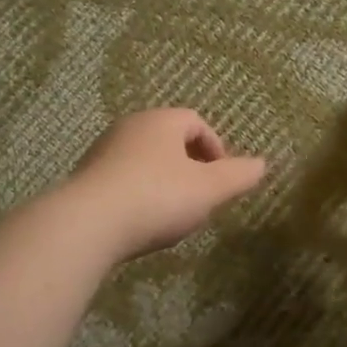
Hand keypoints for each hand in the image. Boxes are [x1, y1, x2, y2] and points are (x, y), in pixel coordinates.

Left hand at [65, 108, 267, 260]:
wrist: (87, 224)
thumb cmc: (157, 198)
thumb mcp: (209, 190)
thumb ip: (238, 176)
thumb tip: (262, 164)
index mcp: (161, 121)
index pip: (196, 122)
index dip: (215, 149)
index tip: (222, 179)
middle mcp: (129, 127)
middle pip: (168, 140)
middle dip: (190, 166)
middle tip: (201, 197)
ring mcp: (102, 152)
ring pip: (144, 161)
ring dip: (163, 182)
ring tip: (173, 214)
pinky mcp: (84, 179)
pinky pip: (122, 181)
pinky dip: (138, 195)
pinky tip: (141, 223)